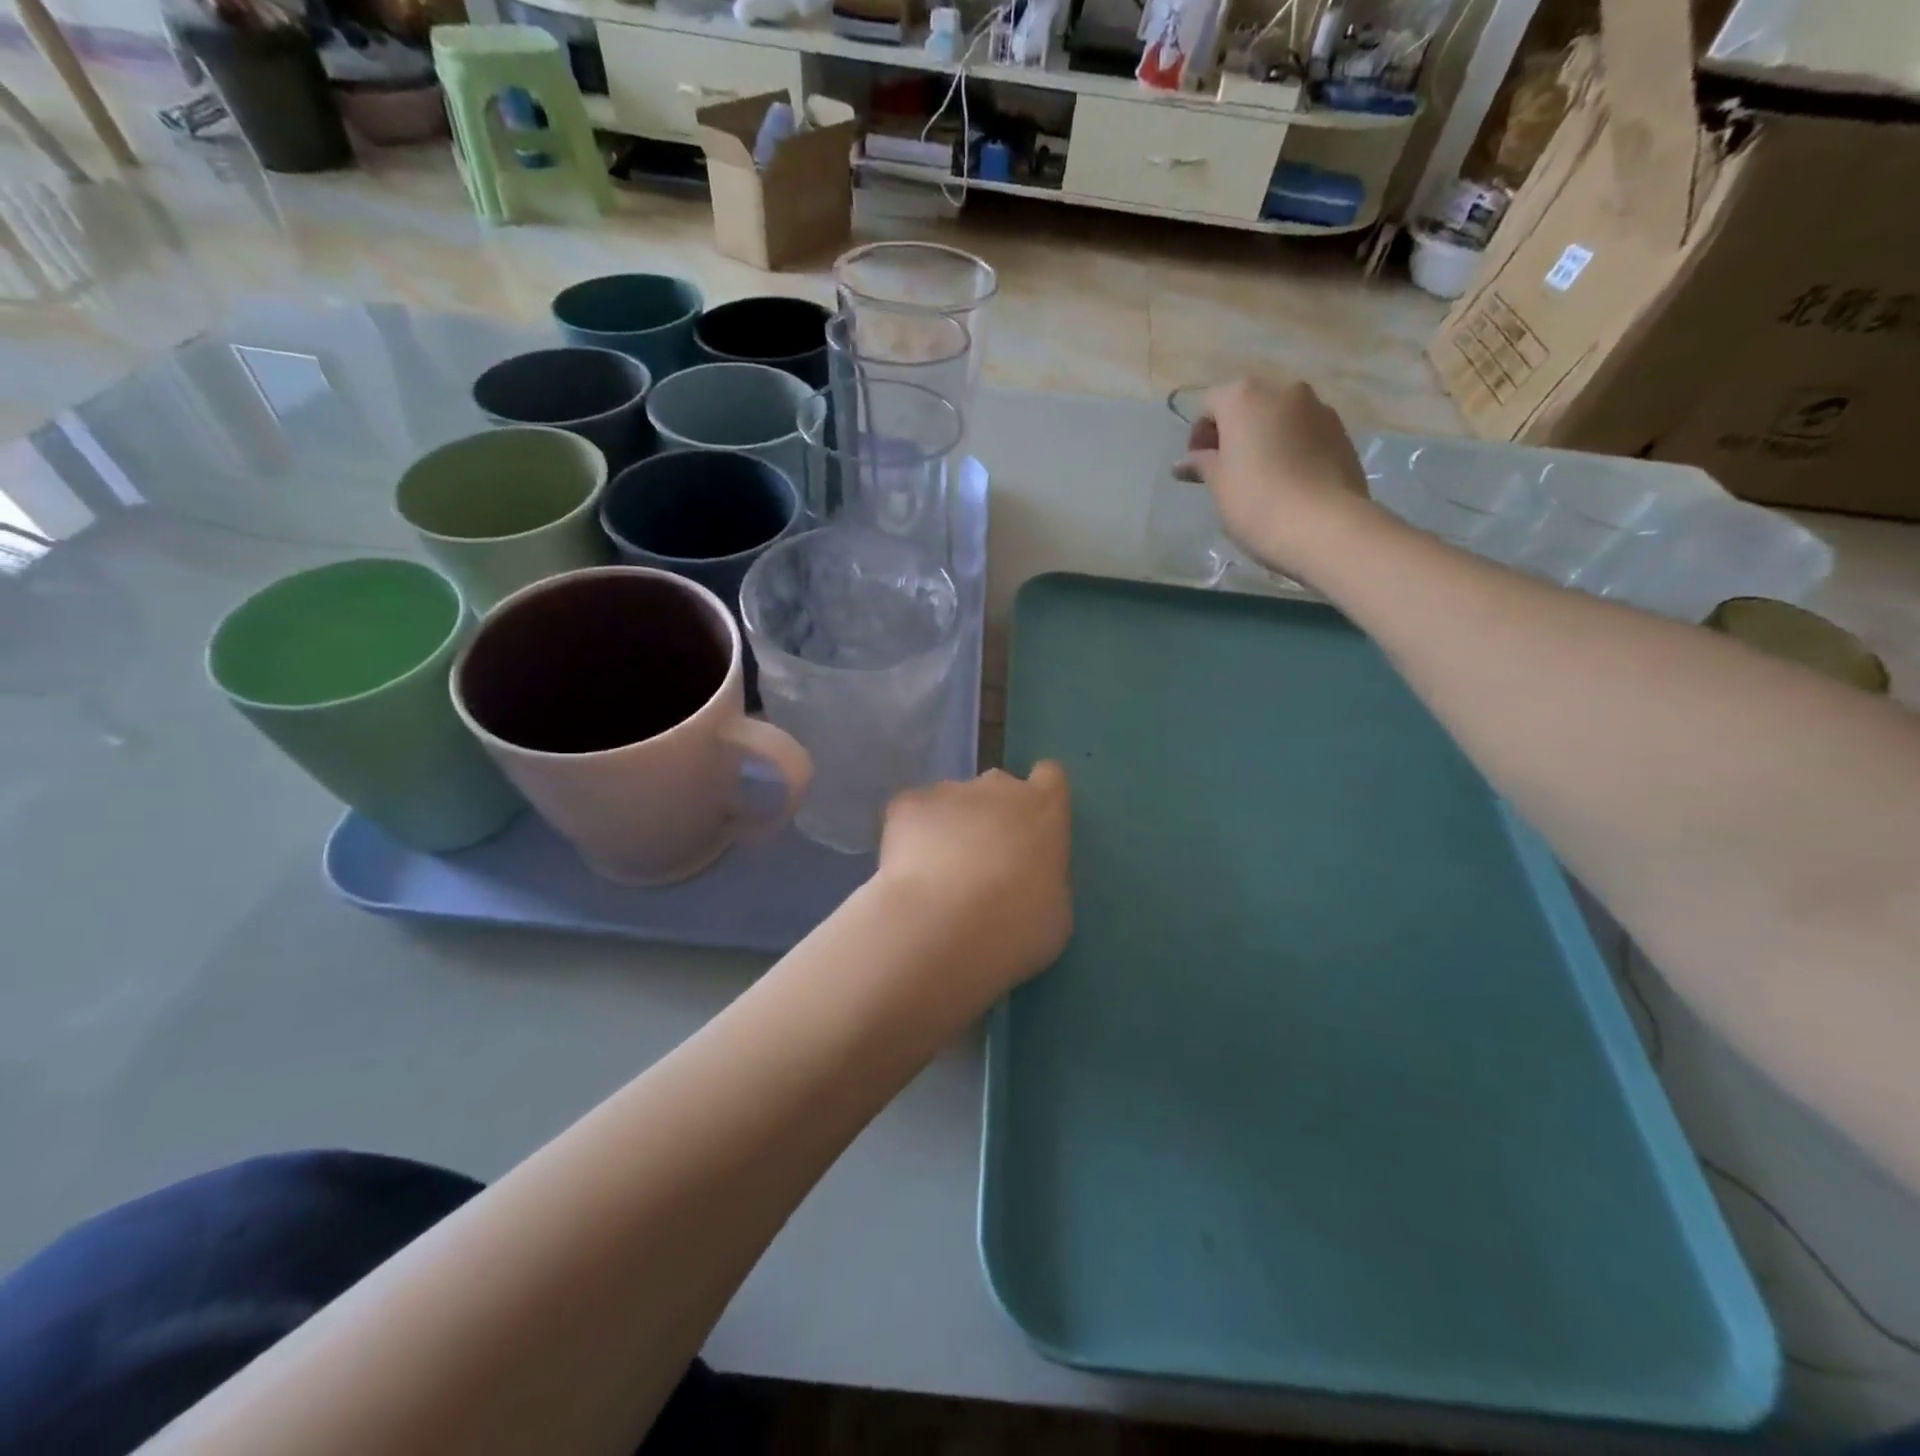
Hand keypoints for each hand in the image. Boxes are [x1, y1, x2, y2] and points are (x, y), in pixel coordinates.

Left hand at [877, 764, 1072, 1004]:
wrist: (944, 927)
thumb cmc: (1017, 926)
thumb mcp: (1054, 907)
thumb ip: (1042, 875)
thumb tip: (1027, 876)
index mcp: (1044, 809)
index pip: (1050, 777)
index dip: (1038, 798)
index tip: (1030, 826)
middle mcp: (998, 787)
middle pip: (997, 787)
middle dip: (991, 814)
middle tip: (982, 862)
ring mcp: (948, 791)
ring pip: (951, 801)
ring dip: (948, 827)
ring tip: (936, 874)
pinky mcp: (906, 804)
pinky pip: (911, 813)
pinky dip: (909, 834)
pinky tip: (907, 870)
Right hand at [1180, 375, 1374, 574]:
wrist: (1324, 526)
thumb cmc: (1256, 501)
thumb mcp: (1218, 484)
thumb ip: (1201, 465)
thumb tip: (1184, 462)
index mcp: (1244, 397)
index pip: (1211, 403)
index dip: (1199, 434)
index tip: (1198, 466)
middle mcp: (1283, 390)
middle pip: (1248, 404)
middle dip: (1233, 431)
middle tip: (1226, 469)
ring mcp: (1318, 408)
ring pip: (1280, 417)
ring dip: (1264, 437)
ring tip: (1260, 476)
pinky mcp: (1341, 431)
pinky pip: (1305, 432)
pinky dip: (1291, 447)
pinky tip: (1287, 480)